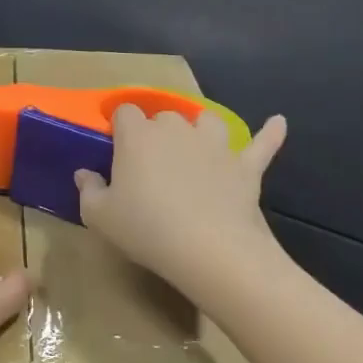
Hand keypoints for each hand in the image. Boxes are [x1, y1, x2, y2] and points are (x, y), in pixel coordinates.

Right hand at [75, 106, 286, 300]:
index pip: (126, 112)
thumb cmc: (146, 229)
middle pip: (165, 116)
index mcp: (138, 136)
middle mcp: (177, 130)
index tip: (115, 147)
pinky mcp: (246, 166)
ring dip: (200, 129)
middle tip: (151, 163)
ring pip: (208, 121)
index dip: (120, 125)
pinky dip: (270, 133)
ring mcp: (216, 145)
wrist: (209, 249)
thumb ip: (89, 190)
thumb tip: (84, 173)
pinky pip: (262, 143)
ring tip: (195, 145)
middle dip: (157, 131)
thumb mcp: (99, 216)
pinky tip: (278, 122)